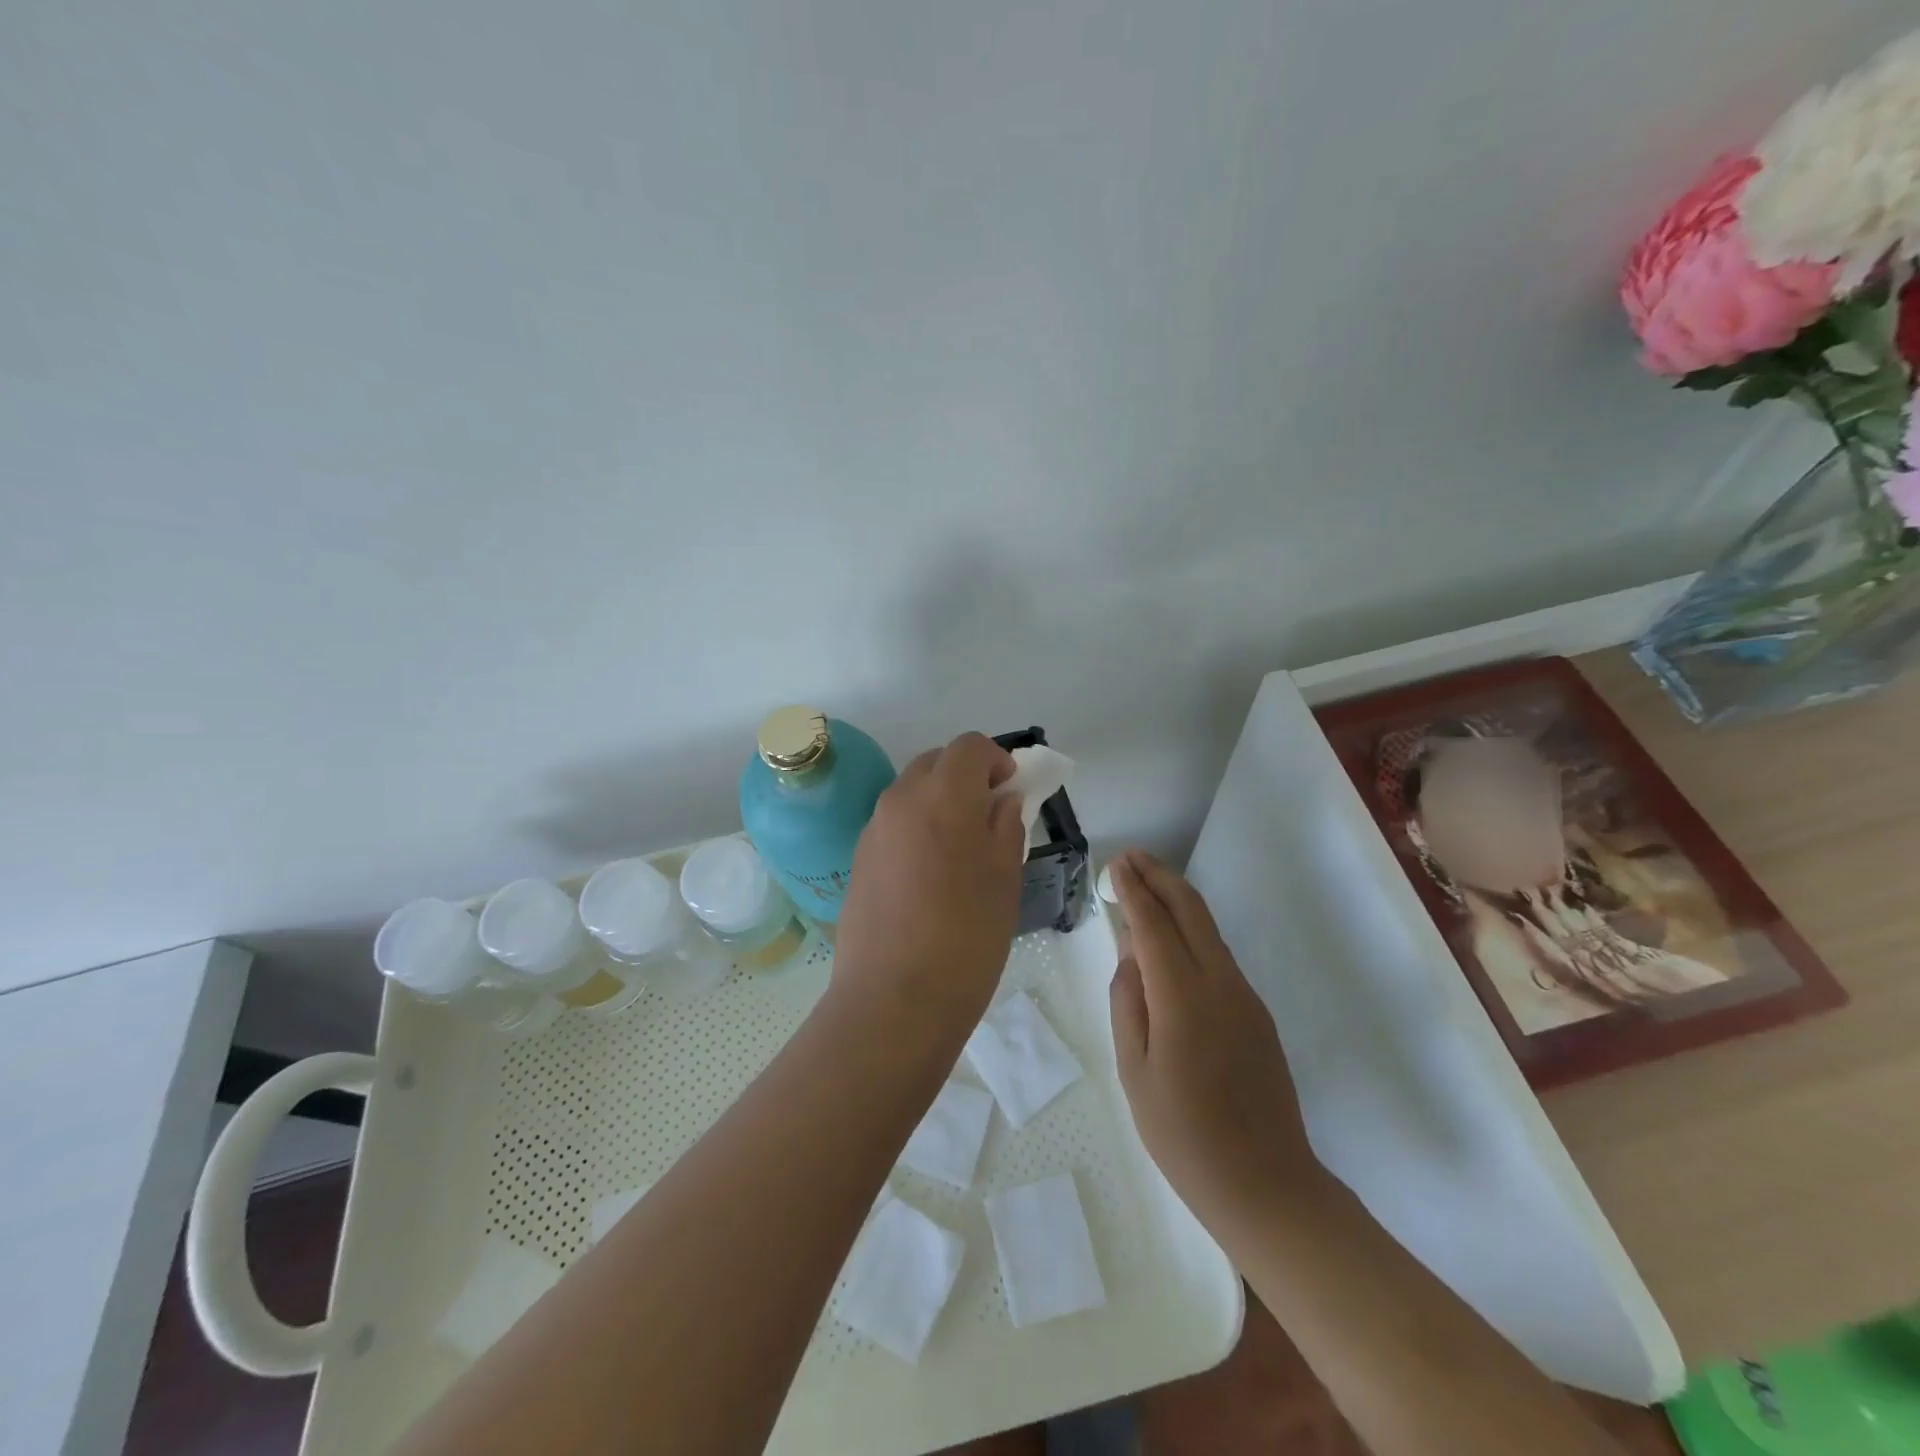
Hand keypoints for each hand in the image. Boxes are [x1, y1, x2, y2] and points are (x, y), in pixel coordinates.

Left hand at [833, 732, 1026, 1033]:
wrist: (894, 1000)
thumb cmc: (966, 937)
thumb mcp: (1004, 879)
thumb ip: (1006, 827)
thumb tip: (1003, 801)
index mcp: (942, 796)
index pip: (970, 747)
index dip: (997, 759)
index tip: (1012, 790)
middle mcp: (900, 800)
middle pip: (936, 762)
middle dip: (966, 776)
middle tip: (990, 816)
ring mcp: (873, 829)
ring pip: (911, 792)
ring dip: (939, 801)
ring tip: (961, 849)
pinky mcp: (858, 860)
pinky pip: (893, 824)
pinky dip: (916, 827)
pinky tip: (930, 875)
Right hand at [1108, 850, 1328, 1241]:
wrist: (1266, 1184)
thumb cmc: (1183, 1135)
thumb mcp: (1134, 1070)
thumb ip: (1128, 1002)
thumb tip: (1130, 953)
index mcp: (1183, 1000)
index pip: (1153, 926)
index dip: (1133, 890)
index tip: (1116, 864)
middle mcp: (1220, 984)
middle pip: (1191, 910)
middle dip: (1160, 876)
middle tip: (1131, 857)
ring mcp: (1245, 996)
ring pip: (1209, 929)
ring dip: (1178, 898)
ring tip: (1147, 884)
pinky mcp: (1257, 1012)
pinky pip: (1218, 955)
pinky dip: (1192, 931)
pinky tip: (1172, 938)